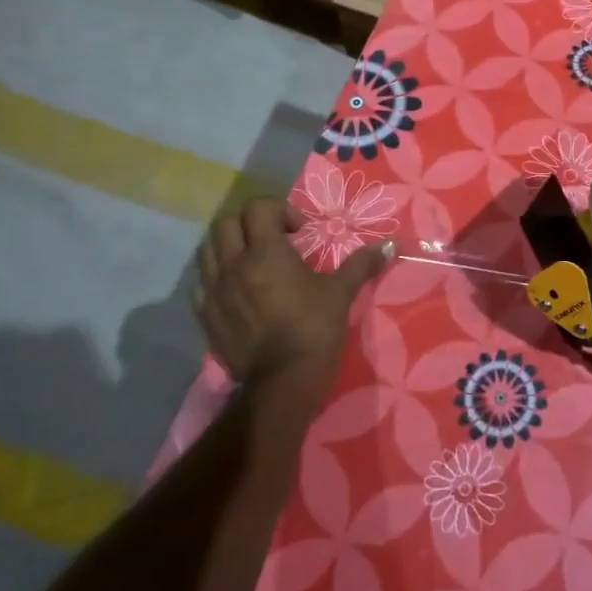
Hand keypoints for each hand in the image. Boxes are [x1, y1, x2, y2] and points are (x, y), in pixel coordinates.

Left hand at [194, 199, 390, 387]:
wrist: (282, 382)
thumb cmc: (314, 329)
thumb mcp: (340, 292)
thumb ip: (361, 264)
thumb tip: (389, 245)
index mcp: (266, 252)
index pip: (258, 208)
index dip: (280, 210)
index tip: (299, 232)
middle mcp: (234, 265)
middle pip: (227, 223)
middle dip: (250, 224)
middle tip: (273, 241)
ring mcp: (214, 291)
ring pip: (208, 251)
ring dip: (229, 247)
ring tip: (252, 263)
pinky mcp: (205, 315)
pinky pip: (202, 283)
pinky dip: (217, 278)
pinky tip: (237, 290)